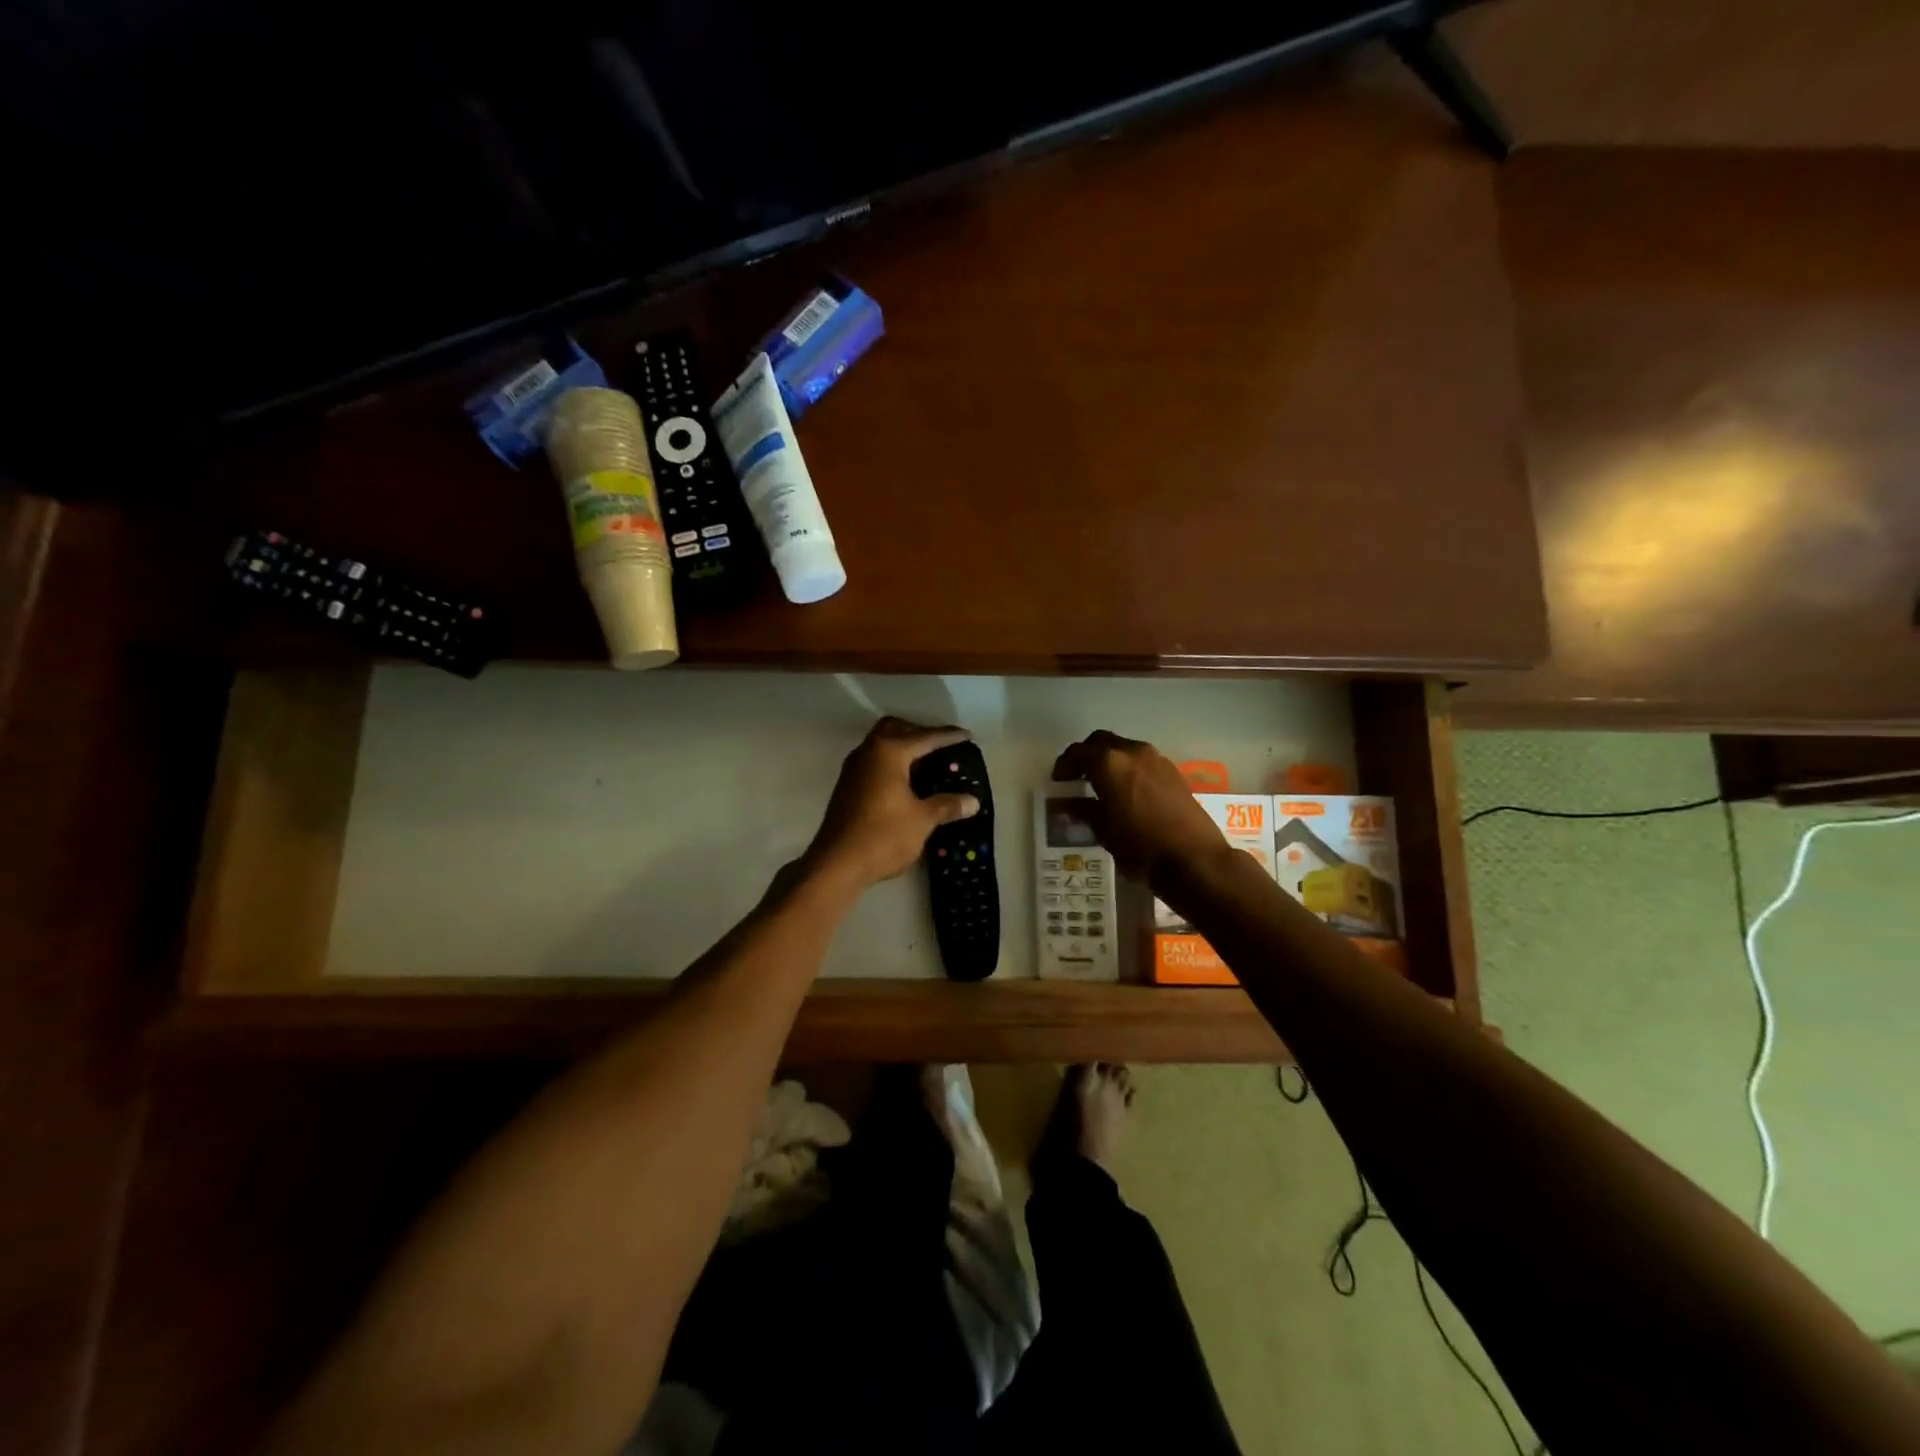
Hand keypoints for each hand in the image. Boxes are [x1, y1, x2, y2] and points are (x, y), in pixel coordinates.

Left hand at [805, 718, 980, 890]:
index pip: (925, 737)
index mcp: (889, 752)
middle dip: (919, 732)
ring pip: (881, 743)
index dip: (948, 736)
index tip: (967, 735)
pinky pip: (874, 760)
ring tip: (926, 763)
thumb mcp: (922, 820)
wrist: (837, 863)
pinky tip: (905, 782)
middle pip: (896, 728)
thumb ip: (947, 806)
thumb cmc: (883, 836)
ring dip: (902, 746)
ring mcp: (854, 767)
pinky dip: (891, 762)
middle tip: (941, 746)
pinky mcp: (847, 785)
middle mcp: (869, 751)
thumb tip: (972, 801)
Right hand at [1051, 730, 1232, 891]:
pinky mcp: (1174, 773)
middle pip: (1102, 742)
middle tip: (1078, 779)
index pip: (1078, 752)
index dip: (1064, 766)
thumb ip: (1084, 811)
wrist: (1195, 860)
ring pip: (1125, 750)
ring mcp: (1157, 760)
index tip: (1059, 783)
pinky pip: (1143, 762)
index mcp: (1109, 763)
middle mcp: (1133, 752)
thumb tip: (1069, 804)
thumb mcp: (1104, 832)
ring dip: (1110, 762)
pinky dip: (1130, 770)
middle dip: (1087, 756)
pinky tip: (1128, 794)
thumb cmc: (1141, 847)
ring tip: (1103, 788)